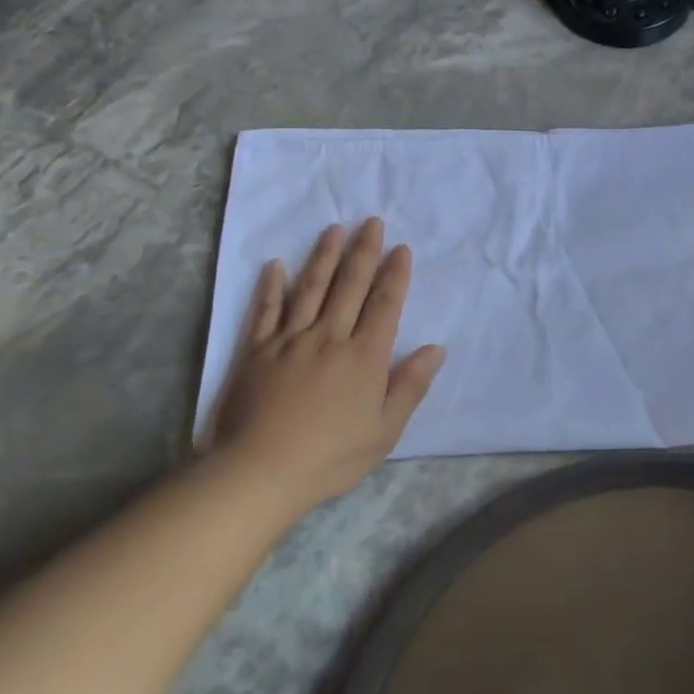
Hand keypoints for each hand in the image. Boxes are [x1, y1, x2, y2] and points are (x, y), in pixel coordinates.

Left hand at [210, 219, 444, 510]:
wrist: (261, 471)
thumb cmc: (330, 456)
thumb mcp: (385, 431)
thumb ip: (410, 386)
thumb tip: (436, 348)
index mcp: (364, 356)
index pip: (385, 304)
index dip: (395, 275)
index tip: (401, 248)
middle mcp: (329, 336)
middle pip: (350, 286)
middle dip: (363, 251)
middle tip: (371, 222)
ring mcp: (290, 339)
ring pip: (311, 288)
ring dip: (324, 256)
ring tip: (334, 229)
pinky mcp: (257, 350)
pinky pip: (266, 310)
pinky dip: (271, 286)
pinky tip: (275, 265)